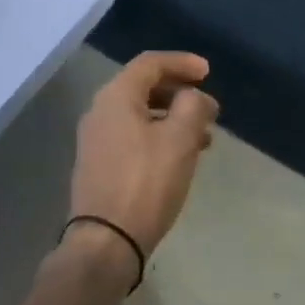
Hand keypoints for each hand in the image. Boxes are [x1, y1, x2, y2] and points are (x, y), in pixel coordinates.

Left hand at [68, 52, 219, 278]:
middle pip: (143, 87)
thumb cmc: (146, 182)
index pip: (150, 64)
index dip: (182, 62)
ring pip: (140, 115)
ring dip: (173, 118)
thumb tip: (196, 97)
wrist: (106, 241)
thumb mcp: (180, 139)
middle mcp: (100, 112)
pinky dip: (159, 136)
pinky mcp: (99, 166)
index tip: (209, 73)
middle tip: (209, 108)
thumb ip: (193, 106)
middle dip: (180, 93)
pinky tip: (180, 158)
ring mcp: (96, 141)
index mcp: (115, 97)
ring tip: (203, 139)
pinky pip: (133, 137)